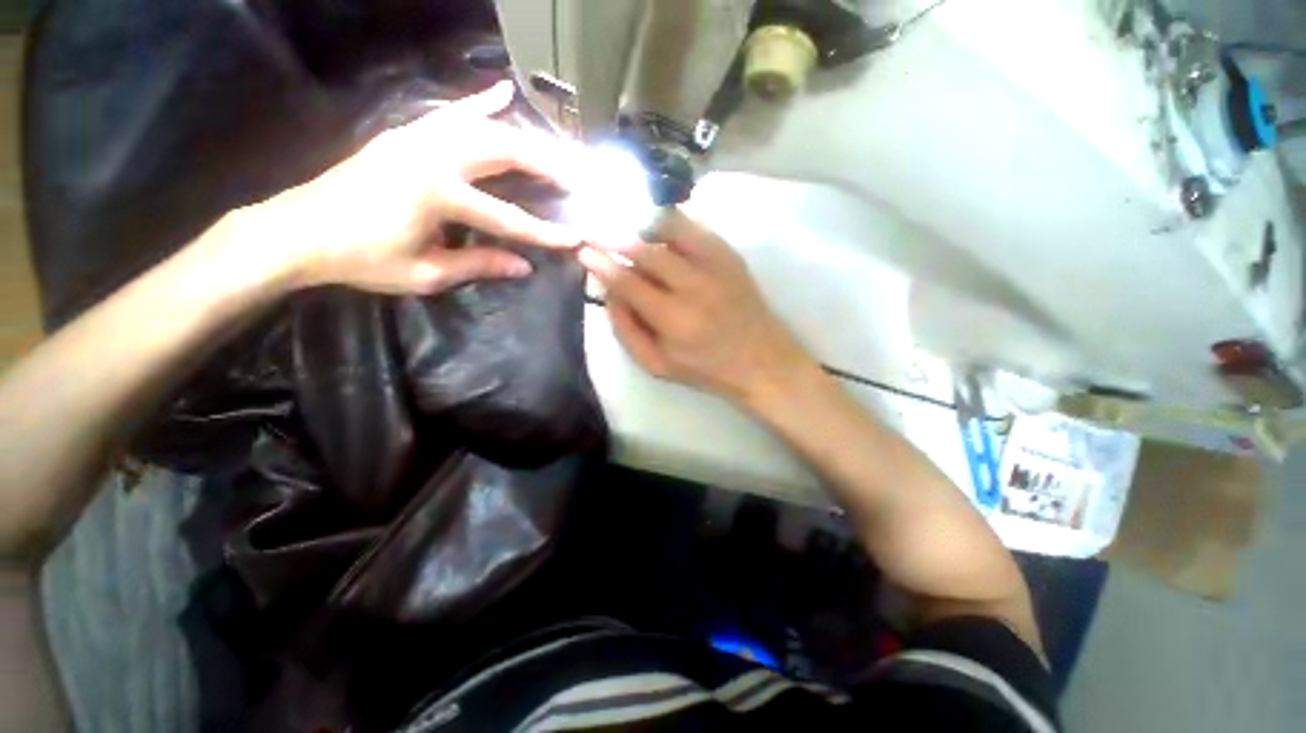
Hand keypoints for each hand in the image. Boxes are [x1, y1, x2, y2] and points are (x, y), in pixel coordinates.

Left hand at [236, 81, 581, 294]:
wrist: (299, 231)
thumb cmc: (362, 258)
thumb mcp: (426, 272)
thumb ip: (478, 264)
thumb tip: (524, 266)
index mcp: (436, 194)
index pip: (506, 217)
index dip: (543, 233)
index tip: (574, 239)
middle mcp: (431, 154)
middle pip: (503, 152)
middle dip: (546, 165)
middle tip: (577, 177)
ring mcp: (416, 136)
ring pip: (483, 126)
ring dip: (524, 137)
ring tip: (555, 150)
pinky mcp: (405, 134)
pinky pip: (451, 113)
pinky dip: (479, 103)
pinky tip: (503, 92)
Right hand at [578, 211, 816, 407]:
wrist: (761, 360)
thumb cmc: (705, 369)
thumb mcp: (656, 365)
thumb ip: (626, 330)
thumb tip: (609, 292)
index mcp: (674, 320)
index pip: (628, 282)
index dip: (601, 264)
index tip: (584, 250)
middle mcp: (695, 287)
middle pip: (646, 250)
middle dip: (615, 238)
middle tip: (597, 232)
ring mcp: (716, 266)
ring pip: (671, 228)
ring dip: (641, 224)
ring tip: (625, 226)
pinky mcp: (731, 255)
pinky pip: (694, 226)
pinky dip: (670, 223)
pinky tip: (658, 229)